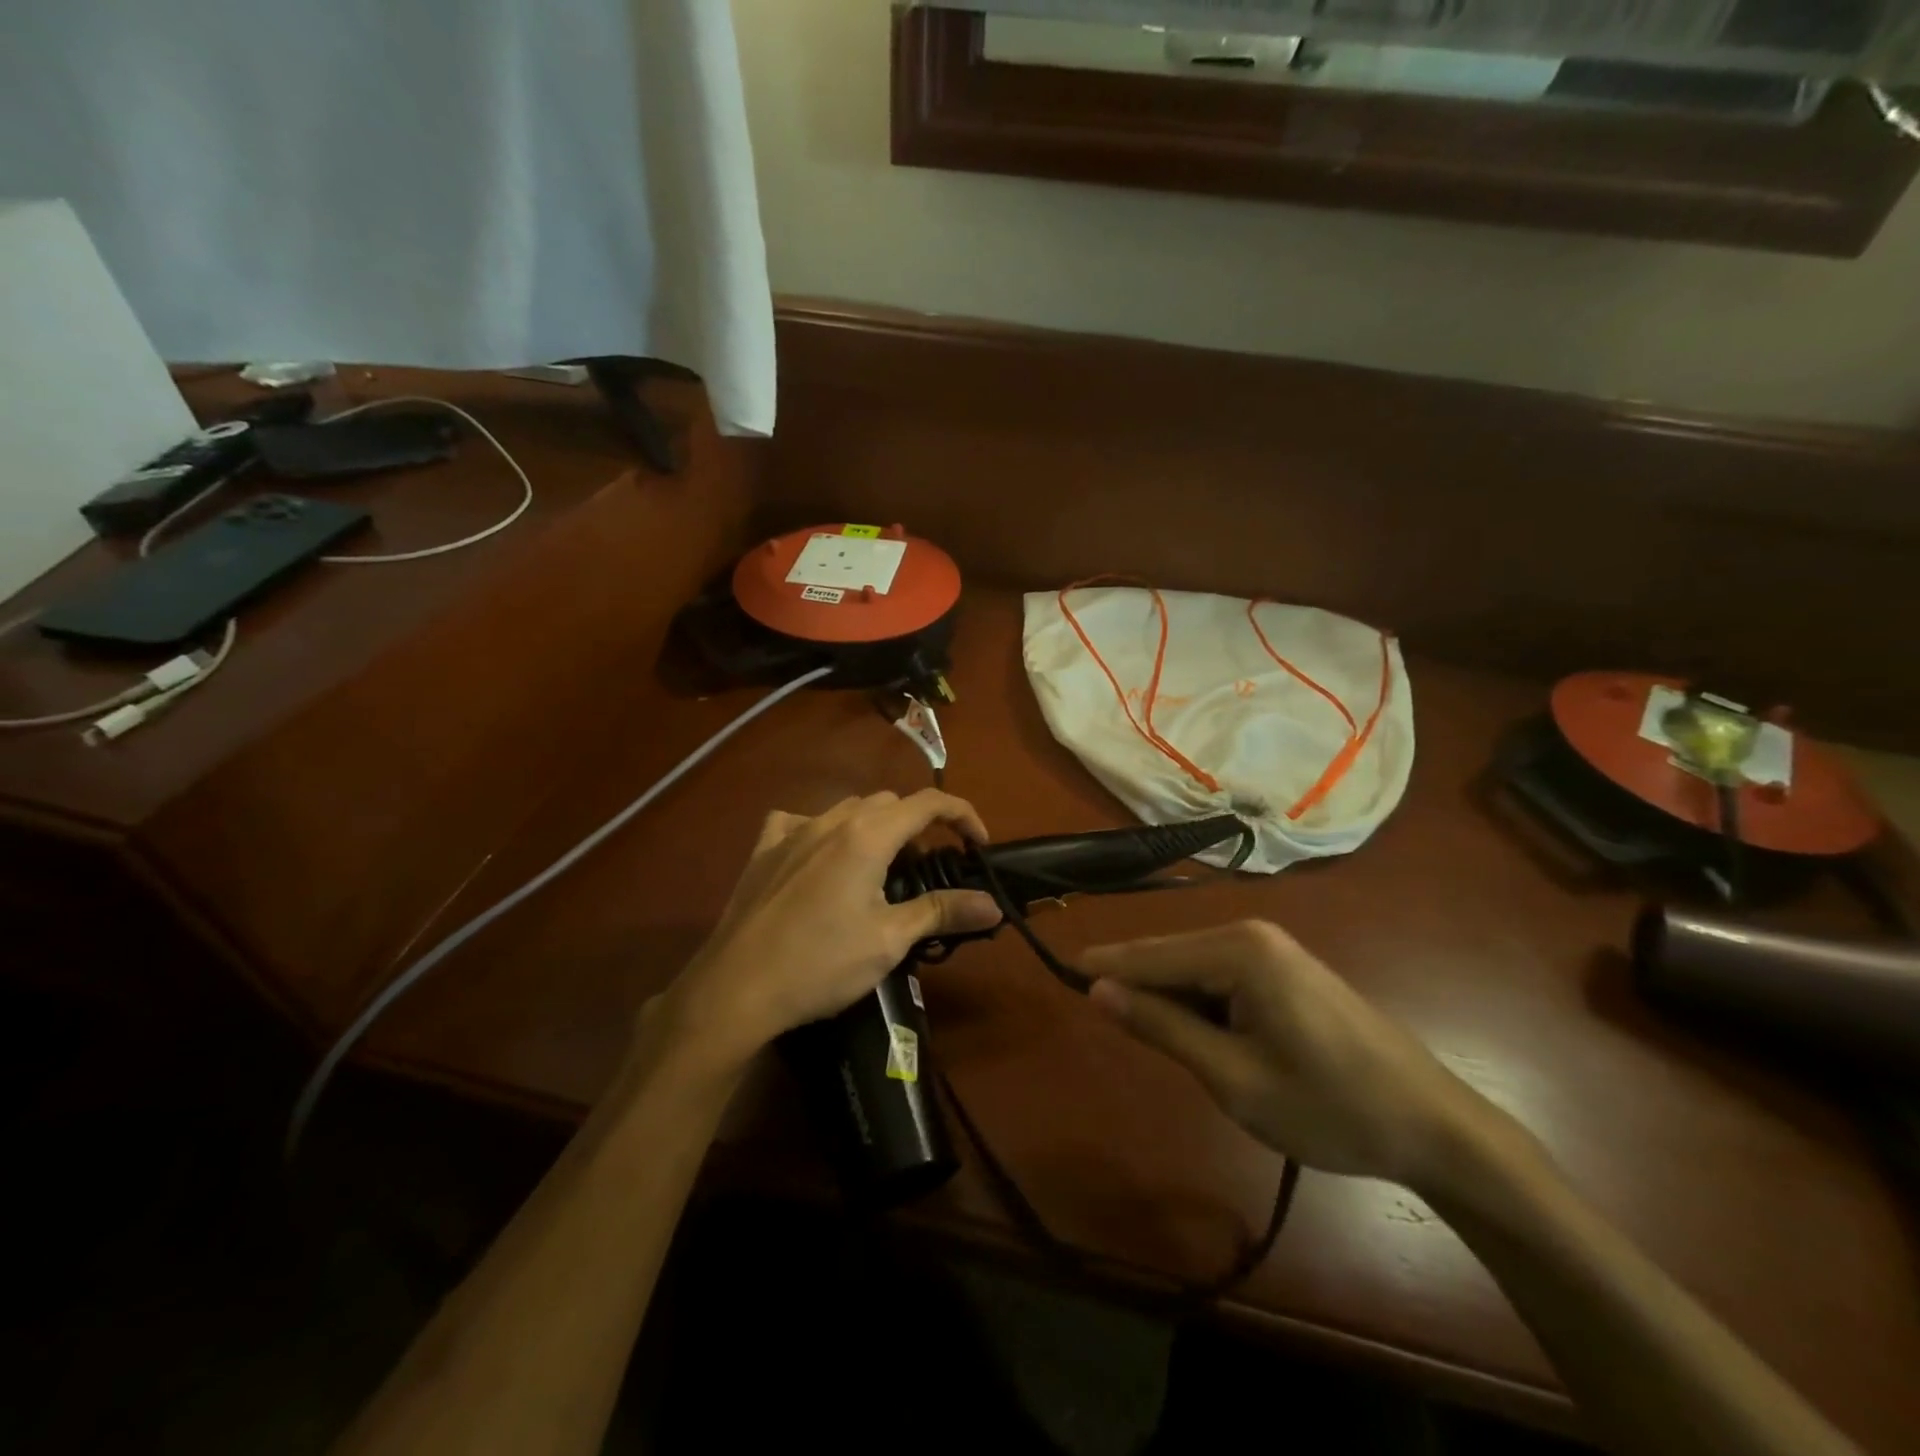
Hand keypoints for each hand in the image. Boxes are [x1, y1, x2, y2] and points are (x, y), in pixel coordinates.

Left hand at [654, 791, 1001, 1070]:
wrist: (736, 988)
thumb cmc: (820, 963)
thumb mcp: (889, 940)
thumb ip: (942, 912)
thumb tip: (992, 905)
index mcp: (868, 835)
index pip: (928, 803)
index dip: (962, 815)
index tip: (978, 845)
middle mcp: (831, 820)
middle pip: (889, 803)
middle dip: (918, 826)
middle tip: (926, 871)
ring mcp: (792, 831)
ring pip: (847, 809)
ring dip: (874, 828)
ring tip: (879, 870)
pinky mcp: (764, 850)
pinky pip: (799, 821)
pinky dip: (822, 831)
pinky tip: (820, 858)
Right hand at [1083, 920, 1517, 1192]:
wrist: (1433, 1125)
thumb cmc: (1330, 1106)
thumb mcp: (1233, 1077)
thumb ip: (1162, 1027)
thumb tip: (1097, 990)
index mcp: (1238, 950)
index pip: (1149, 956)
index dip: (1103, 970)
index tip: (1059, 975)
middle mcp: (1251, 933)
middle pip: (1169, 957)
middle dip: (1135, 988)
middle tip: (1101, 1021)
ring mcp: (1272, 948)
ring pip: (1193, 968)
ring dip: (1168, 1000)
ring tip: (1149, 1039)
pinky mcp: (1285, 968)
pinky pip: (1221, 976)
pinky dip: (1199, 1003)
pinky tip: (1198, 1034)